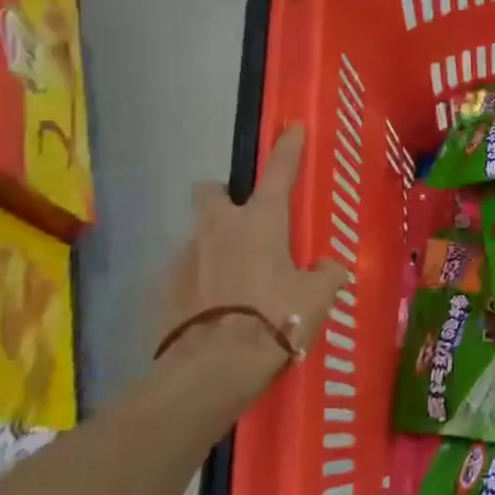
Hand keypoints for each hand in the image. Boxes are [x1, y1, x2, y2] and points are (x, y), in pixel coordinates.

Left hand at [160, 126, 349, 382]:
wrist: (212, 367)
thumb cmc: (275, 318)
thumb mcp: (317, 297)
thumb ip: (326, 275)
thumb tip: (327, 268)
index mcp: (261, 221)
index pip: (279, 171)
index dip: (288, 148)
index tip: (292, 127)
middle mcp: (220, 228)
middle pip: (211, 192)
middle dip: (224, 195)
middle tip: (244, 216)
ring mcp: (187, 257)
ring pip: (201, 235)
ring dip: (216, 245)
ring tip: (237, 277)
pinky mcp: (166, 289)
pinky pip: (189, 272)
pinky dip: (203, 280)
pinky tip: (218, 305)